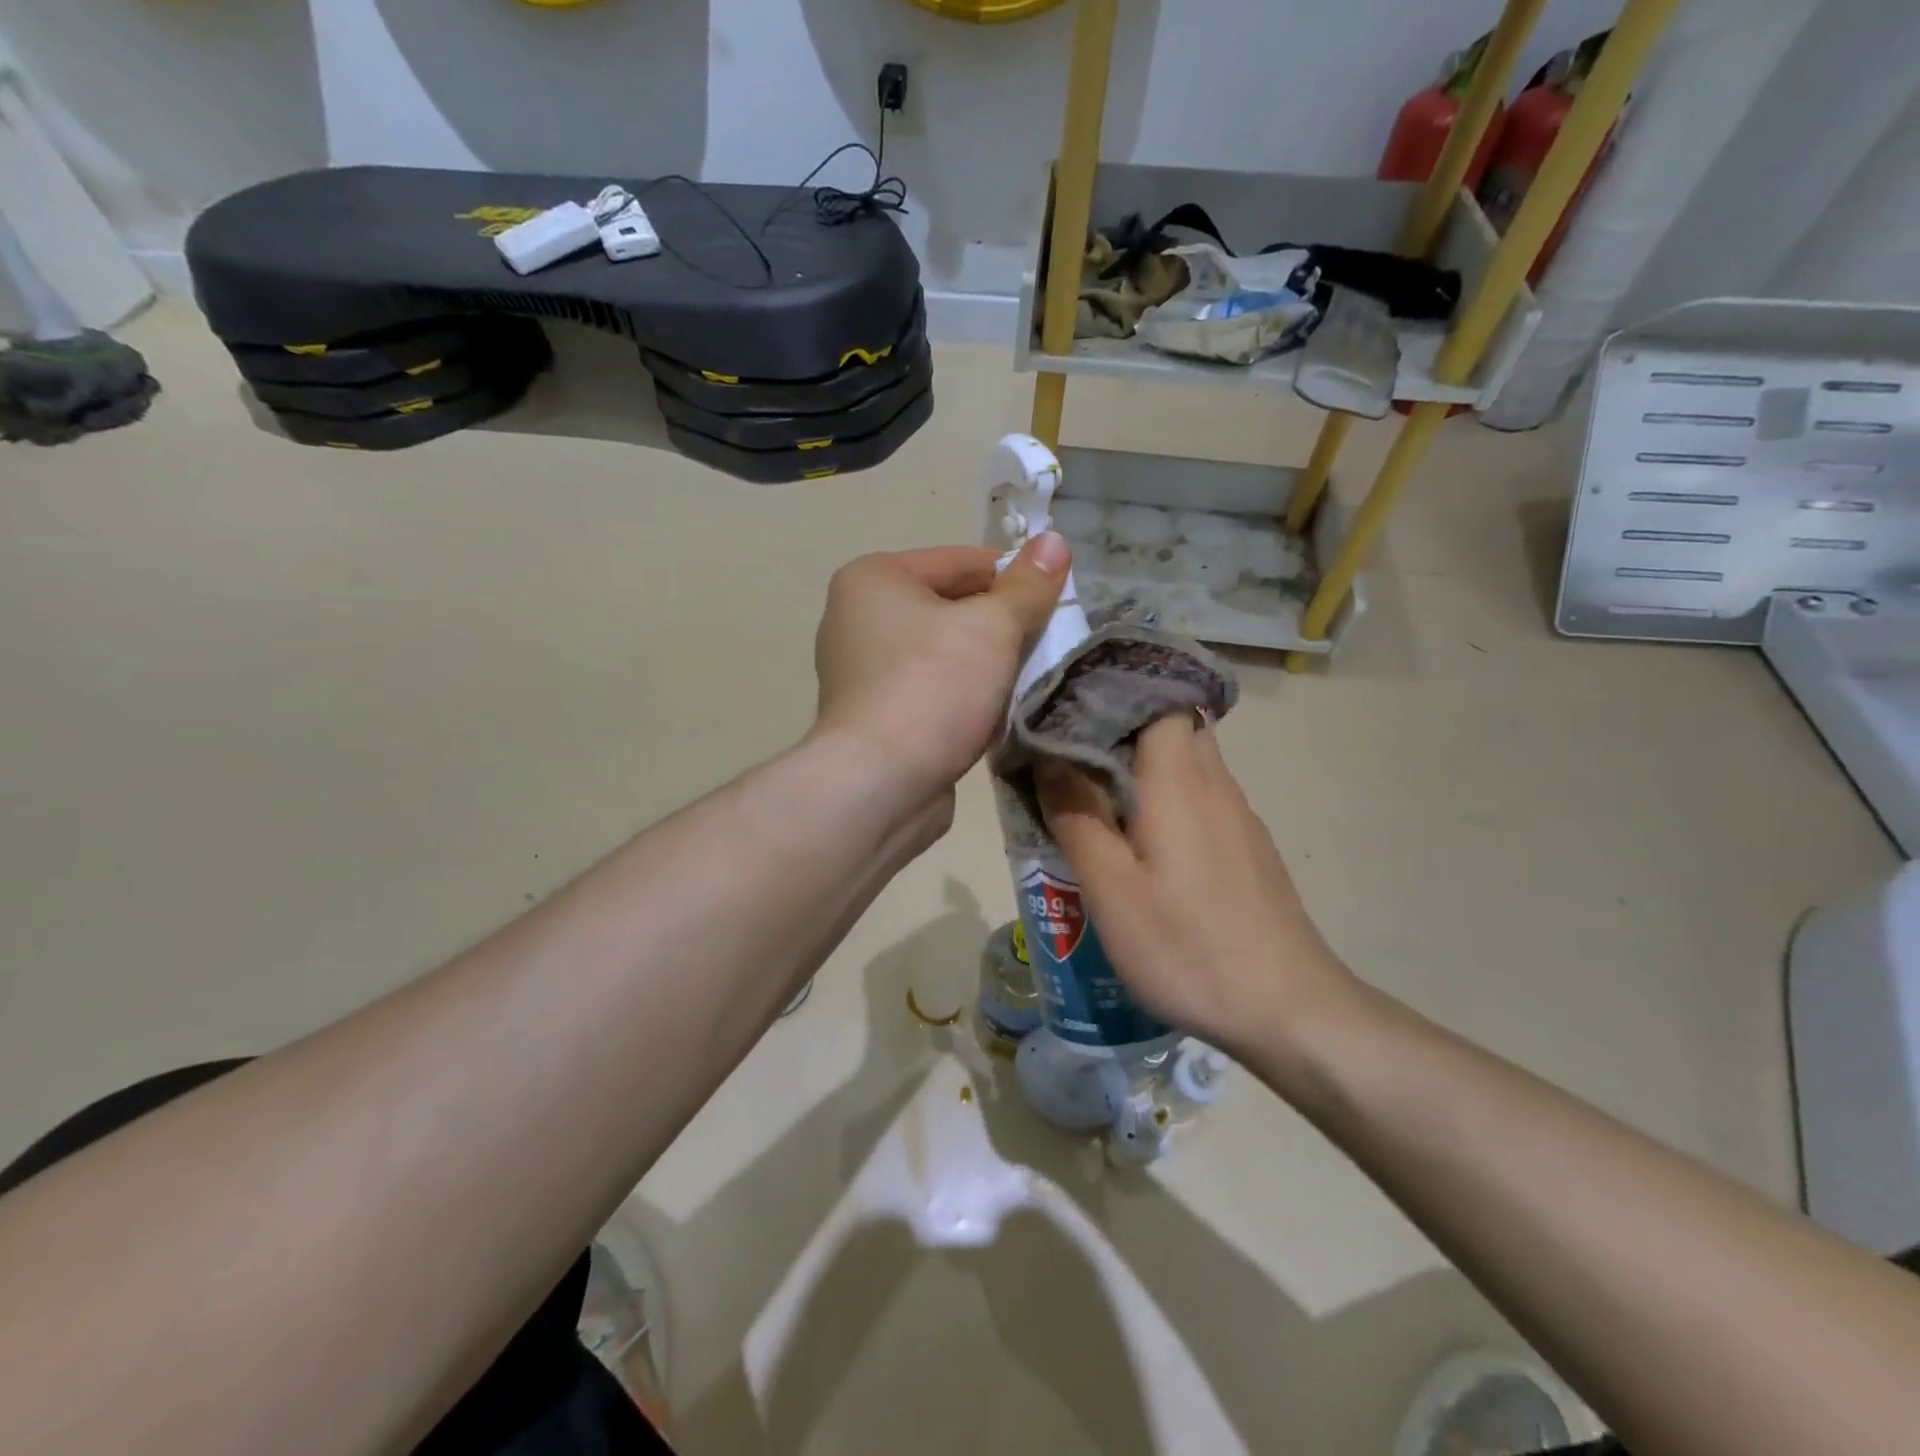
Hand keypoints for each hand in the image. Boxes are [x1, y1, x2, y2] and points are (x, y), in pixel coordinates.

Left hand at [811, 535, 1069, 804]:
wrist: (879, 785)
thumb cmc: (932, 687)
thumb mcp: (991, 627)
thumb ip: (1027, 586)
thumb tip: (1055, 540)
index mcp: (874, 579)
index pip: (961, 561)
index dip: (1015, 576)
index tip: (1058, 599)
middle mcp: (858, 618)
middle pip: (951, 607)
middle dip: (1002, 626)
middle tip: (1048, 643)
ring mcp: (862, 672)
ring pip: (944, 654)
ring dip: (986, 666)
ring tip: (1027, 680)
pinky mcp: (875, 716)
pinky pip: (931, 691)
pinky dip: (963, 698)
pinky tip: (994, 717)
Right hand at [1037, 712, 1355, 1062]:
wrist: (1289, 1008)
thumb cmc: (1188, 947)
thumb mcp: (1112, 890)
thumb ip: (1077, 818)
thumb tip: (1049, 760)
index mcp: (1180, 782)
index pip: (1160, 699)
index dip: (1118, 693)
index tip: (1073, 705)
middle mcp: (1216, 785)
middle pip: (1175, 727)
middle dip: (1125, 727)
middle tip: (1074, 750)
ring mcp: (1239, 818)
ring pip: (1190, 763)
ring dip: (1145, 764)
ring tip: (1097, 790)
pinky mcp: (1249, 848)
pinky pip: (1203, 798)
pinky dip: (1169, 797)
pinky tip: (1144, 840)